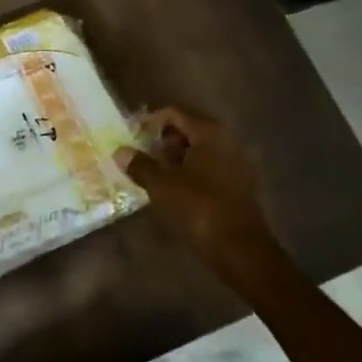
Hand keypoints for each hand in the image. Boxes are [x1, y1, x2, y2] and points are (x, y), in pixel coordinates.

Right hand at [112, 106, 277, 269]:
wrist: (238, 247)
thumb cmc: (198, 206)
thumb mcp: (161, 184)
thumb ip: (140, 165)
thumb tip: (121, 152)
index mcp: (209, 133)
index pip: (176, 113)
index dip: (152, 120)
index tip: (133, 133)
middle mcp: (227, 141)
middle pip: (191, 129)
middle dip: (165, 140)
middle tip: (143, 153)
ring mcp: (237, 163)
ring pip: (201, 150)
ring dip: (178, 157)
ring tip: (155, 173)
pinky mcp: (240, 185)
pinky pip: (211, 167)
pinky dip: (192, 171)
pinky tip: (175, 188)